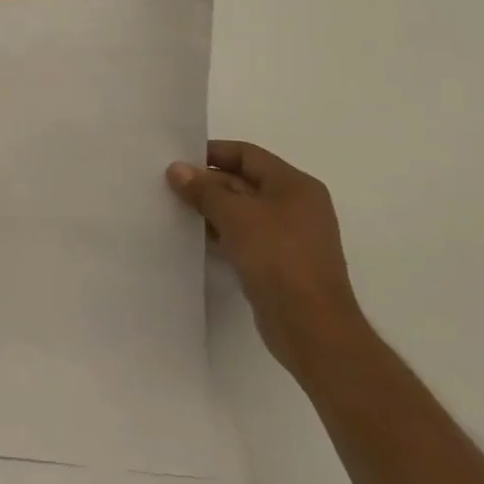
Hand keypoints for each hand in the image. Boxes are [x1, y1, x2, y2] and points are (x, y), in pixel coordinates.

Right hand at [166, 141, 364, 378]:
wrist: (312, 329)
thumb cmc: (278, 259)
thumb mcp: (235, 216)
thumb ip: (204, 190)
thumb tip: (176, 168)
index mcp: (295, 185)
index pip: (247, 155)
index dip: (212, 153)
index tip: (178, 160)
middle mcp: (297, 206)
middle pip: (245, 181)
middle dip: (209, 183)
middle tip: (171, 187)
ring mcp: (292, 237)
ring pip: (245, 212)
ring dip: (213, 210)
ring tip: (178, 210)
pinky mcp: (283, 264)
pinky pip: (248, 237)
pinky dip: (224, 233)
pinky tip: (199, 238)